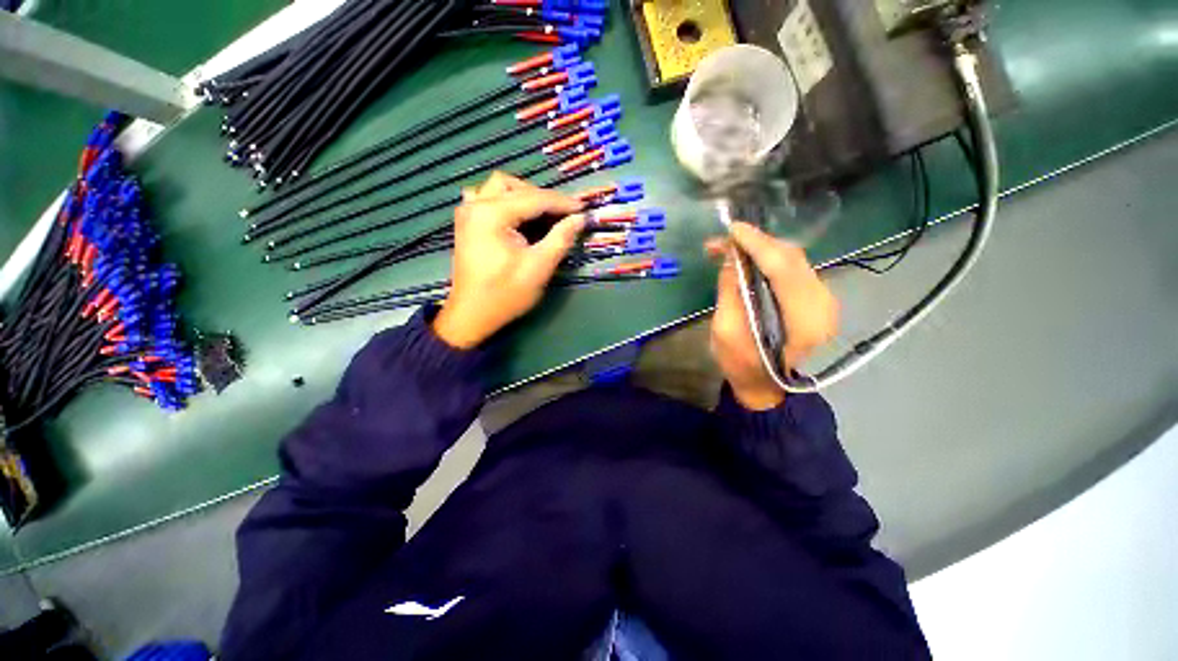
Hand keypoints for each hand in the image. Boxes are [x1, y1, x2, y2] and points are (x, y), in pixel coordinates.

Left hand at [432, 172, 584, 348]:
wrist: (472, 315)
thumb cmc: (506, 294)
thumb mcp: (539, 267)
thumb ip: (560, 238)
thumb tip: (580, 219)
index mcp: (492, 214)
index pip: (534, 199)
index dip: (562, 202)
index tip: (583, 207)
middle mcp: (475, 205)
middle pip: (514, 186)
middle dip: (542, 197)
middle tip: (563, 215)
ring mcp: (467, 212)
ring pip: (499, 188)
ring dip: (523, 196)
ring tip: (542, 215)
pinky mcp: (466, 223)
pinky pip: (486, 198)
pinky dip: (505, 202)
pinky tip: (515, 217)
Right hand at [707, 222, 839, 409]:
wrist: (765, 386)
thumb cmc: (741, 364)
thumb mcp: (725, 330)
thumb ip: (731, 291)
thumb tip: (732, 257)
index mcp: (802, 320)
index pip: (782, 268)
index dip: (757, 245)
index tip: (732, 230)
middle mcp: (822, 305)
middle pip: (791, 259)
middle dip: (756, 244)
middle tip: (724, 241)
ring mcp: (823, 301)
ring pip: (793, 260)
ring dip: (762, 249)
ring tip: (732, 248)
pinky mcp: (815, 299)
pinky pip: (794, 269)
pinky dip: (770, 259)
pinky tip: (750, 259)